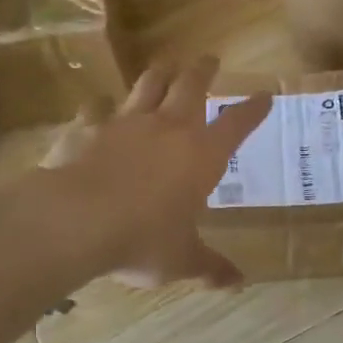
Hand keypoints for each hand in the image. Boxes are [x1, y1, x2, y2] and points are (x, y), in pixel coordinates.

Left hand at [42, 56, 270, 289]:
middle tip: (210, 59)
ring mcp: (126, 123)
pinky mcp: (88, 128)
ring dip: (160, 73)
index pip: (237, 123)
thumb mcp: (182, 259)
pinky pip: (95, 109)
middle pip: (191, 85)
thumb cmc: (143, 239)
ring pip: (148, 85)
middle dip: (203, 70)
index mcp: (202, 154)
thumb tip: (239, 284)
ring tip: (165, 65)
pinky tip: (96, 107)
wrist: (77, 220)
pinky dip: (99, 107)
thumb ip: (210, 267)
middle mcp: (169, 128)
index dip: (254, 109)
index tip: (266, 95)